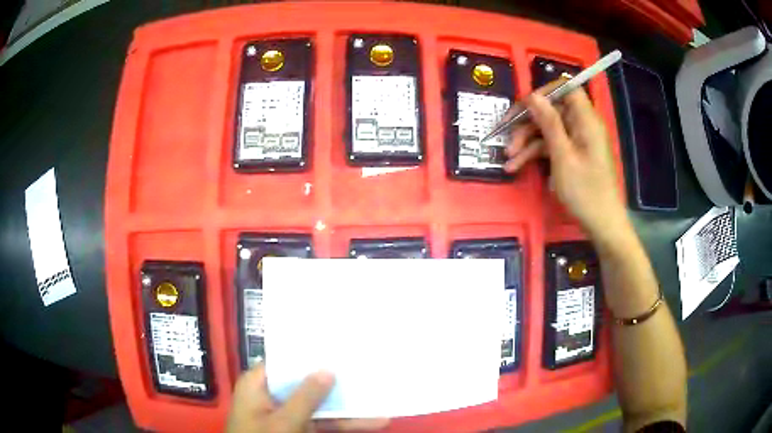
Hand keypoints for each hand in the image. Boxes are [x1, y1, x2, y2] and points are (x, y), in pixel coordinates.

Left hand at [227, 364, 387, 432]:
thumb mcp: (283, 422)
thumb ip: (305, 398)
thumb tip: (328, 370)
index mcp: (258, 384)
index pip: (285, 361)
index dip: (310, 354)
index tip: (339, 347)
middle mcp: (272, 395)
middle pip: (306, 383)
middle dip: (336, 381)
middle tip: (366, 369)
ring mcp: (286, 413)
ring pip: (319, 404)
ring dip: (346, 405)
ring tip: (377, 399)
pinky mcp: (298, 428)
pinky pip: (322, 421)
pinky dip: (342, 422)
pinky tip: (369, 422)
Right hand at [503, 87, 628, 240]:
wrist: (602, 224)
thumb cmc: (585, 191)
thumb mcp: (563, 156)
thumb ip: (549, 123)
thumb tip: (533, 96)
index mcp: (586, 121)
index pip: (567, 89)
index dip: (545, 91)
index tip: (525, 105)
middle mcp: (582, 126)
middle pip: (552, 111)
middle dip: (528, 123)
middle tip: (507, 138)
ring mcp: (577, 141)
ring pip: (548, 130)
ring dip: (527, 142)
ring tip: (509, 160)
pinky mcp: (573, 155)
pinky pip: (552, 146)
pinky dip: (535, 154)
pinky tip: (517, 166)